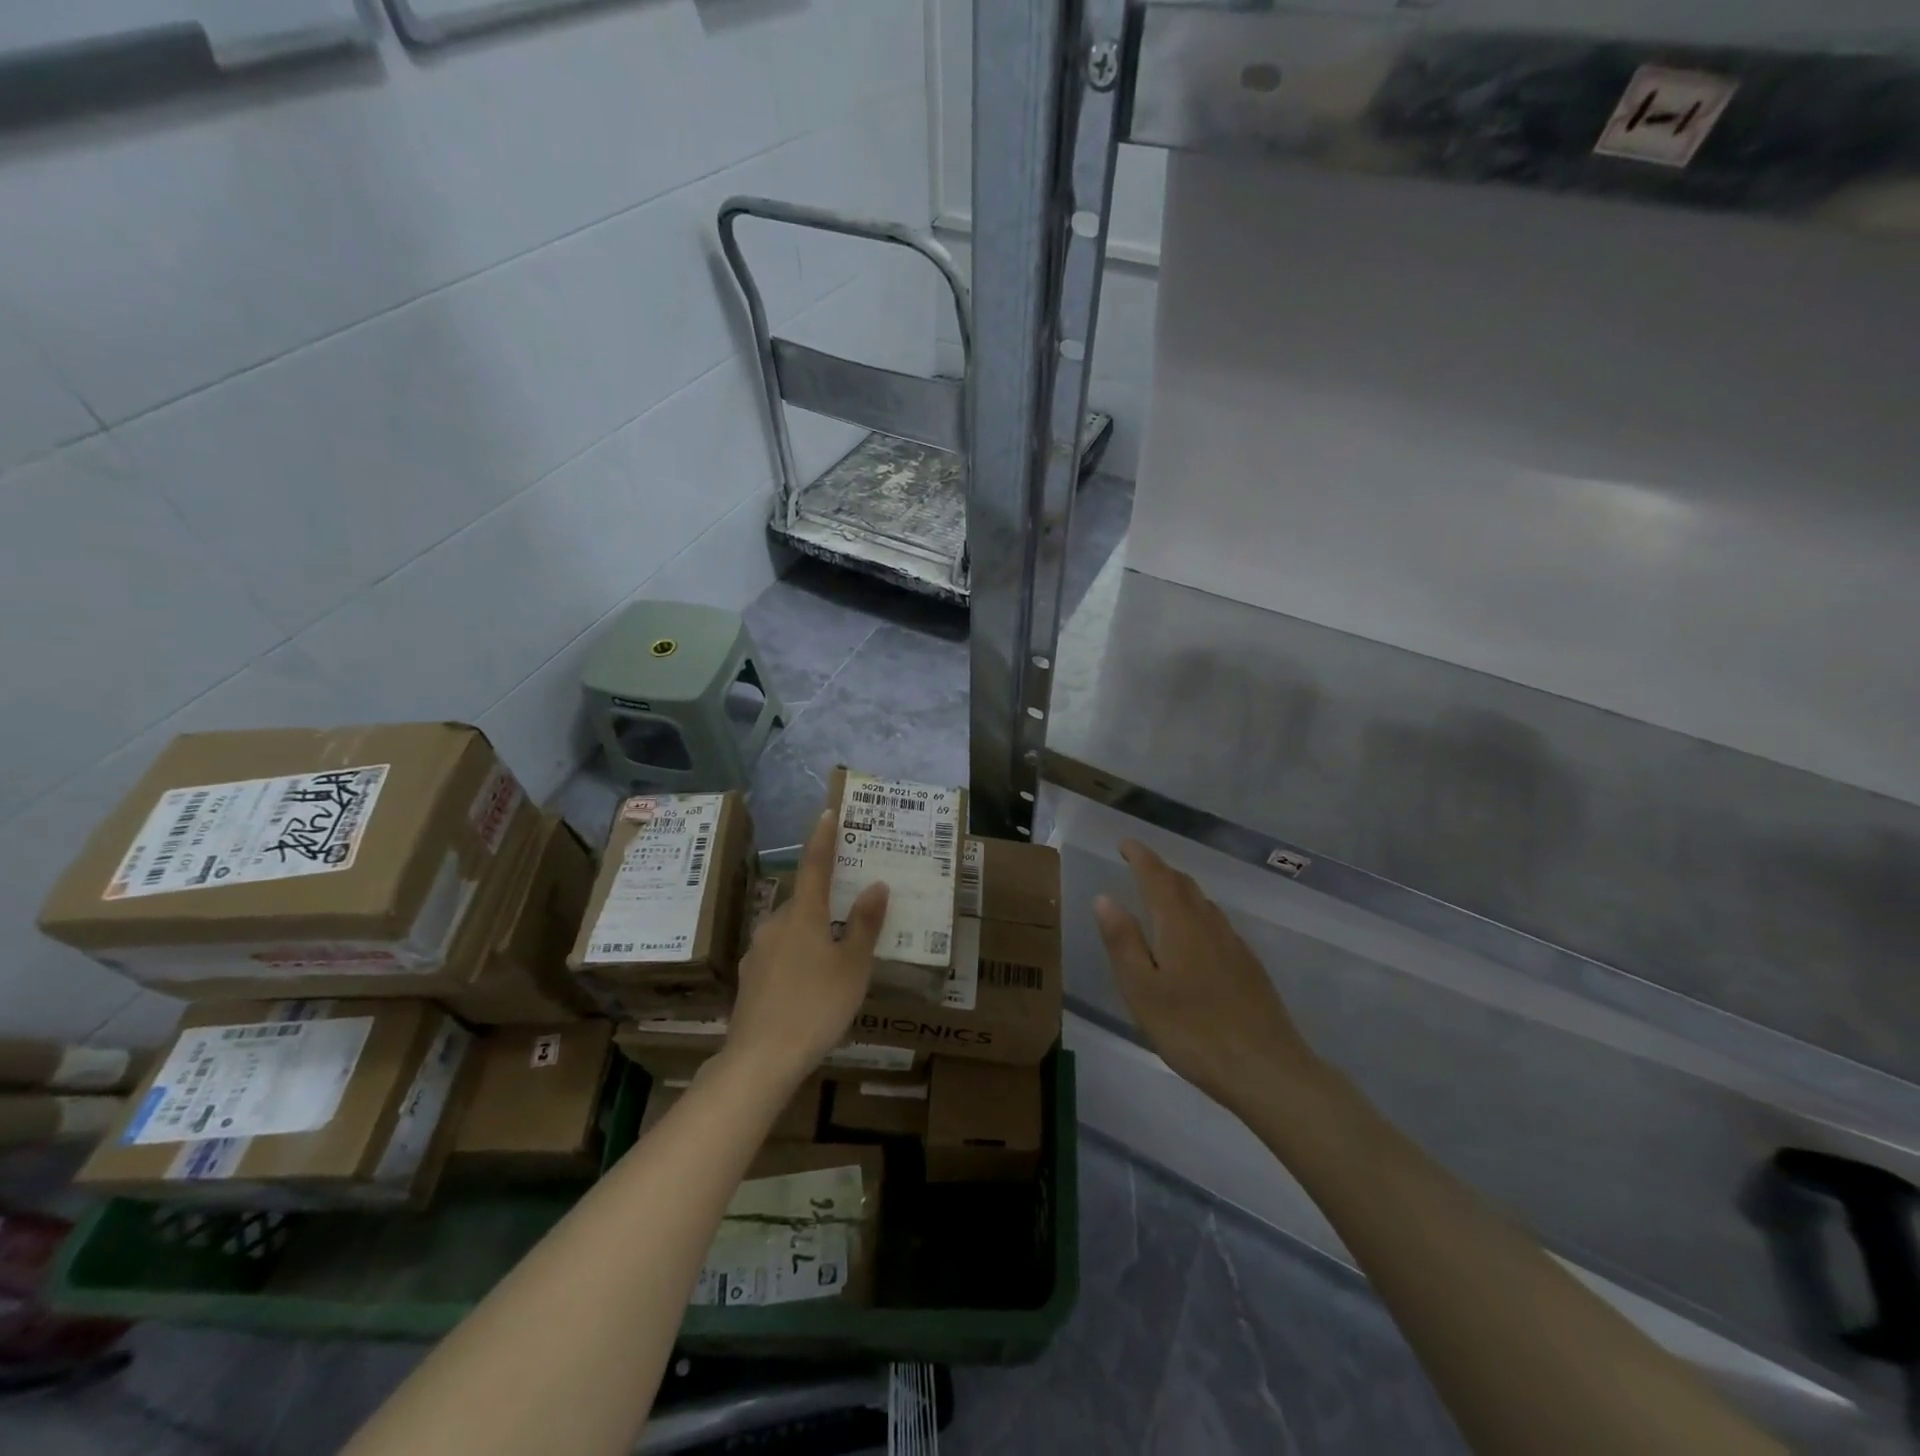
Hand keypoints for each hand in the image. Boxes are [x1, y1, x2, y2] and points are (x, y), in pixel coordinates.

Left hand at [726, 810, 888, 1086]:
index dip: (822, 838)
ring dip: (810, 931)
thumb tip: (876, 885)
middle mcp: (775, 924)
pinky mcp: (749, 979)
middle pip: (803, 901)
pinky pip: (778, 955)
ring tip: (834, 955)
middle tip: (850, 909)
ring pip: (789, 929)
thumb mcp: (853, 966)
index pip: (814, 865)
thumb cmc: (816, 1006)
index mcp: (803, 915)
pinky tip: (808, 984)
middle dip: (824, 900)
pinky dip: (796, 957)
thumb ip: (865, 924)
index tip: (827, 813)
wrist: (761, 1059)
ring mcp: (757, 952)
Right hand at [1095, 839, 1319, 1114]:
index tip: (1124, 843)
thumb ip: (1122, 941)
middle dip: (1158, 870)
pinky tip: (1192, 940)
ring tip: (1159, 898)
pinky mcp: (1249, 966)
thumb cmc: (1192, 1030)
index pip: (1156, 875)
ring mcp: (1234, 944)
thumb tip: (1104, 898)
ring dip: (1178, 891)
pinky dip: (1196, 915)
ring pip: (1202, 903)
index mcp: (1179, 923)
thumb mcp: (1142, 989)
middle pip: (1182, 884)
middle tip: (1137, 866)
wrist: (1267, 1069)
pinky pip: (1216, 924)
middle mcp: (1209, 923)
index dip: (1139, 855)